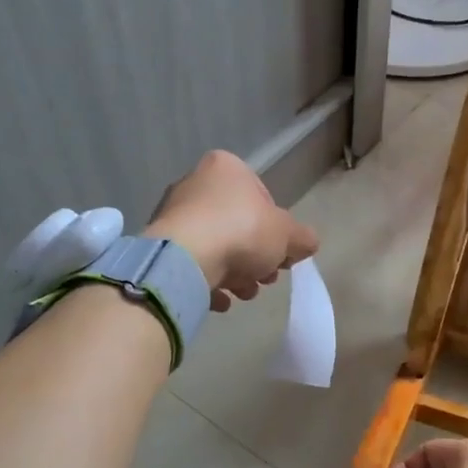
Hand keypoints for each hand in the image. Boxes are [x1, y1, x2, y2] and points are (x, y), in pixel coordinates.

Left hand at [146, 150, 318, 311]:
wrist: (185, 260)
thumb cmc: (242, 232)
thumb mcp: (287, 234)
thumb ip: (302, 238)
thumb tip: (307, 244)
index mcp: (226, 168)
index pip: (262, 197)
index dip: (277, 230)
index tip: (282, 255)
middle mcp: (195, 183)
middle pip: (238, 224)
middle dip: (256, 257)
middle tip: (266, 278)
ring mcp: (174, 214)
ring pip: (216, 246)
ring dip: (235, 273)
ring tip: (244, 293)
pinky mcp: (160, 245)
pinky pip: (192, 264)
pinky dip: (208, 281)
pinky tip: (220, 300)